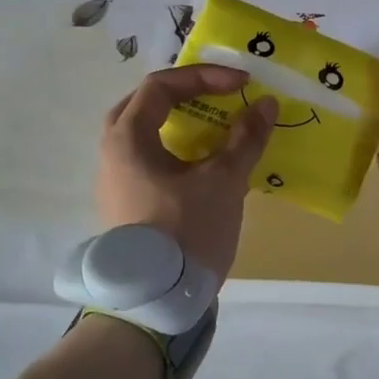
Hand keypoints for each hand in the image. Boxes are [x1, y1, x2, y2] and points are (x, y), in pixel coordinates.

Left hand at [97, 65, 275, 282]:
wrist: (156, 301)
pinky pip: (150, 161)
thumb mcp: (223, 181)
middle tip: (218, 97)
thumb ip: (245, 139)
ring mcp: (116, 182)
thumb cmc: (187, 231)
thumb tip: (265, 105)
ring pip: (147, 136)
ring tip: (217, 129)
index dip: (204, 77)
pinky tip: (205, 166)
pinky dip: (178, 151)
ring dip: (182, 125)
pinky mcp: (126, 205)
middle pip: (147, 106)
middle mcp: (113, 153)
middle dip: (186, 95)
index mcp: (128, 138)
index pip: (161, 86)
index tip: (242, 85)